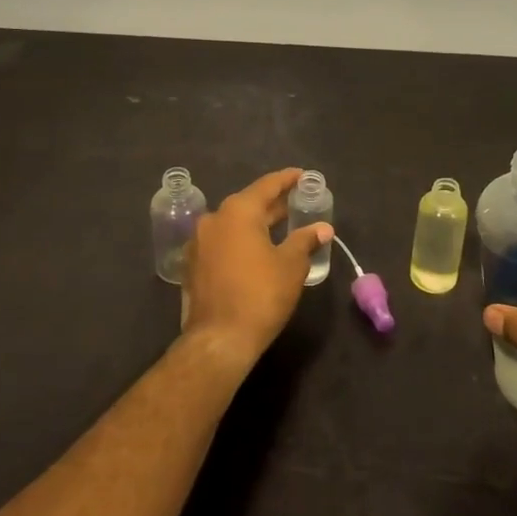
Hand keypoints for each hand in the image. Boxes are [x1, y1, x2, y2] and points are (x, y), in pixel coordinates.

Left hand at [181, 168, 332, 371]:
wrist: (219, 339)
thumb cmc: (260, 295)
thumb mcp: (291, 265)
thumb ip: (305, 240)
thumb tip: (322, 228)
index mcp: (238, 211)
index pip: (267, 185)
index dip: (287, 179)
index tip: (302, 175)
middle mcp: (214, 218)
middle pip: (248, 202)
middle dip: (273, 203)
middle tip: (296, 202)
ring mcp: (199, 241)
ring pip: (234, 223)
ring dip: (256, 222)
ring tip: (281, 226)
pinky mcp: (194, 264)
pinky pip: (223, 241)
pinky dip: (241, 239)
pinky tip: (257, 250)